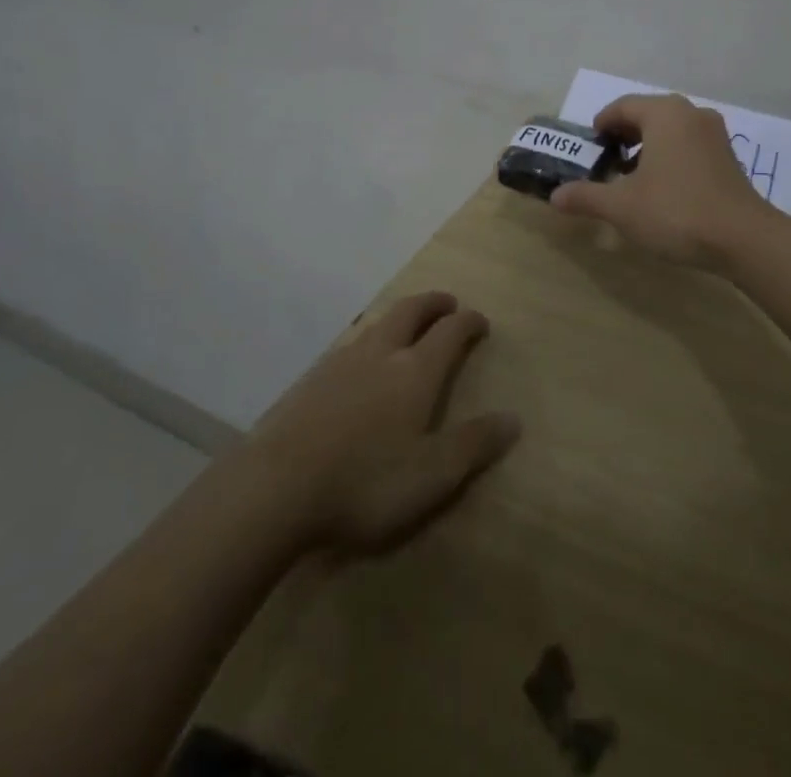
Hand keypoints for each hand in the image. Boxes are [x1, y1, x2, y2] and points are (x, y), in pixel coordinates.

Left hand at [245, 291, 520, 554]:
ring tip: (407, 327)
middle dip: (433, 303)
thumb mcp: (433, 474)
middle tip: (448, 303)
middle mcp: (381, 353)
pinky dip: (370, 340)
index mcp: (415, 370)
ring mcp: (342, 363)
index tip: (480, 321)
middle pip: (411, 311)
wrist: (277, 487)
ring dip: (400, 317)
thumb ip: (474, 444)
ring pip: (377, 324)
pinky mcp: (311, 381)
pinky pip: (350, 344)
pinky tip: (362, 363)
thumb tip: (513, 418)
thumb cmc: (367, 481)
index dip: (468, 322)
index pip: (450, 331)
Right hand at [548, 93, 773, 269]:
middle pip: (647, 114)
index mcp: (664, 113)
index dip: (601, 125)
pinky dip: (670, 156)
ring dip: (647, 147)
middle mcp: (691, 114)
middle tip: (606, 162)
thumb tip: (556, 195)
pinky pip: (689, 145)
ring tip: (631, 178)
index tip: (589, 148)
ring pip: (670, 130)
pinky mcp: (728, 157)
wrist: (744, 239)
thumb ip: (586, 196)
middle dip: (624, 136)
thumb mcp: (622, 207)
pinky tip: (662, 188)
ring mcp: (715, 134)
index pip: (622, 106)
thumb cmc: (676, 211)